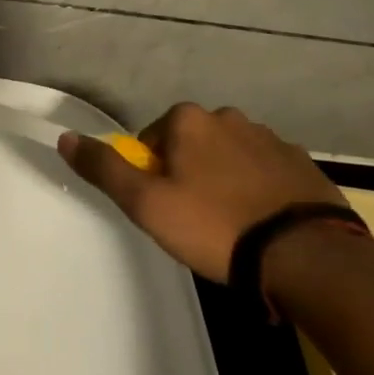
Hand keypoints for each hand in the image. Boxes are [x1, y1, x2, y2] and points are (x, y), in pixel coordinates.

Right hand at [58, 104, 342, 283]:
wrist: (308, 256)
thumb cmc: (215, 226)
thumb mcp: (147, 204)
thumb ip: (104, 168)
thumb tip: (65, 137)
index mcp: (189, 120)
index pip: (151, 140)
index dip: (151, 176)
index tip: (165, 210)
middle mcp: (229, 117)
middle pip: (191, 146)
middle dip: (189, 176)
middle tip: (196, 223)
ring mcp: (271, 139)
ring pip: (230, 159)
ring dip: (225, 183)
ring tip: (234, 230)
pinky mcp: (303, 164)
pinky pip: (266, 174)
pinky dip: (260, 193)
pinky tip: (265, 226)